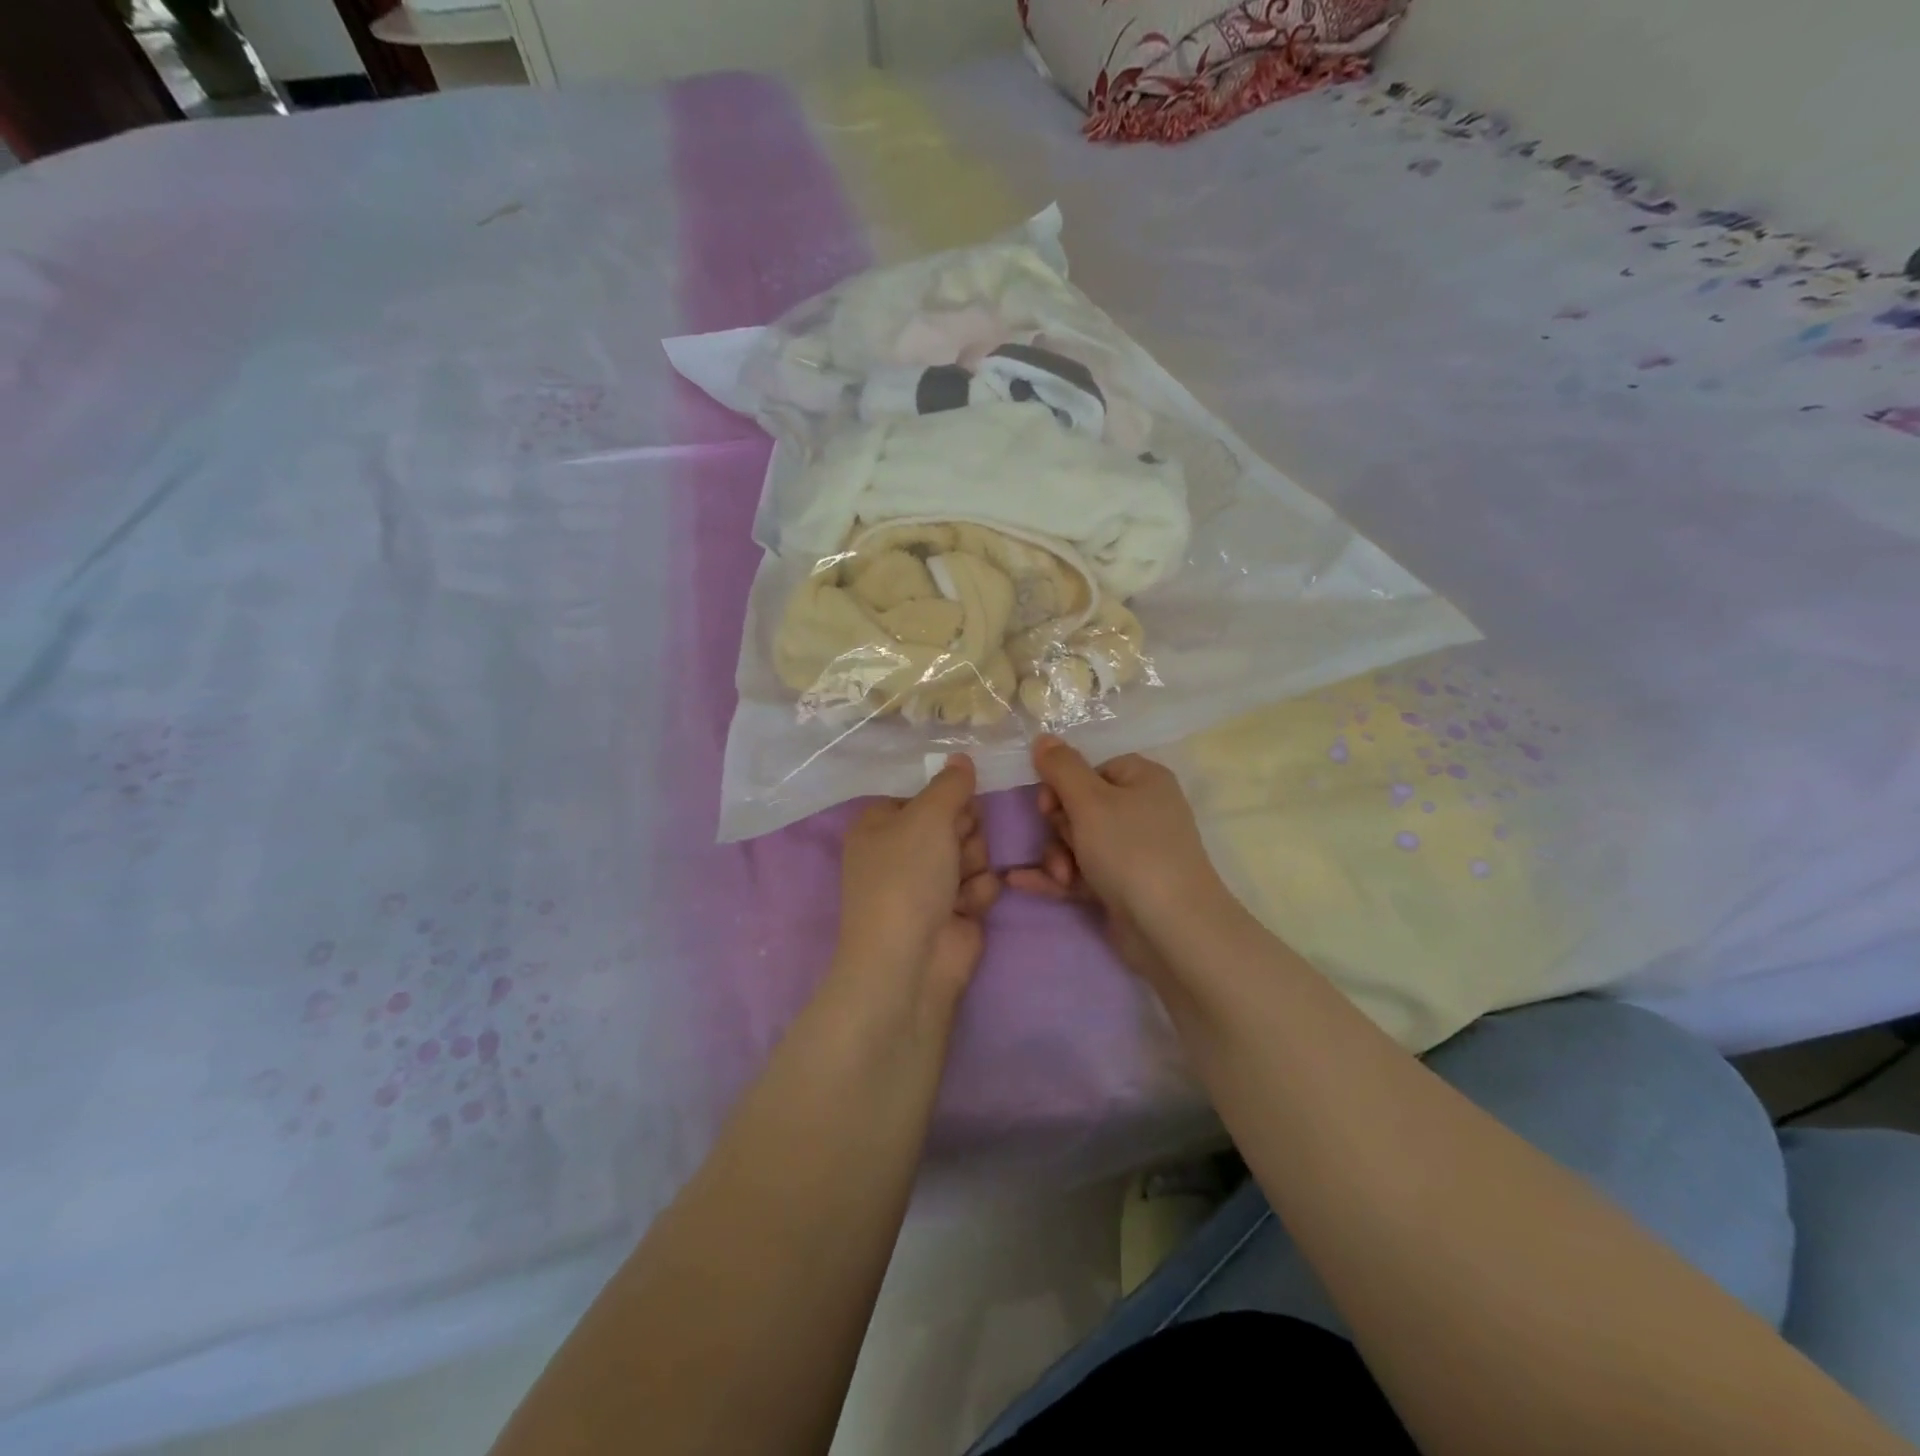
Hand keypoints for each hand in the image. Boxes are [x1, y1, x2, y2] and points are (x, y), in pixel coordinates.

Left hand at [831, 755, 998, 1023]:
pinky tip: (966, 908)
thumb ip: (951, 784)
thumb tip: (960, 756)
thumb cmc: (907, 876)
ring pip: (973, 850)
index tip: (960, 799)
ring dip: (973, 862)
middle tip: (956, 845)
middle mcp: (902, 851)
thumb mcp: (928, 817)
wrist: (910, 961)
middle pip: (953, 820)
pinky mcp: (954, 910)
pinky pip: (981, 883)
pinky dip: (978, 892)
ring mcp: (928, 883)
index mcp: (880, 824)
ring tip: (960, 882)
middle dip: (964, 831)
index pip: (923, 794)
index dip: (946, 797)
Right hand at [1005, 736, 1227, 982]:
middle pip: (1081, 806)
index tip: (1048, 806)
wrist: (1171, 928)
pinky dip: (1056, 876)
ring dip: (1058, 856)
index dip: (1063, 786)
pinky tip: (1019, 882)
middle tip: (1063, 846)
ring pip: (1078, 842)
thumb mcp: (1090, 801)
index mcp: (1143, 779)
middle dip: (1060, 828)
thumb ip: (1062, 767)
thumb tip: (1043, 737)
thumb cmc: (1131, 851)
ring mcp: (1134, 852)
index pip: (1092, 769)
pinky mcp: (1123, 887)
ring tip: (1060, 876)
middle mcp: (1142, 811)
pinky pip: (1082, 872)